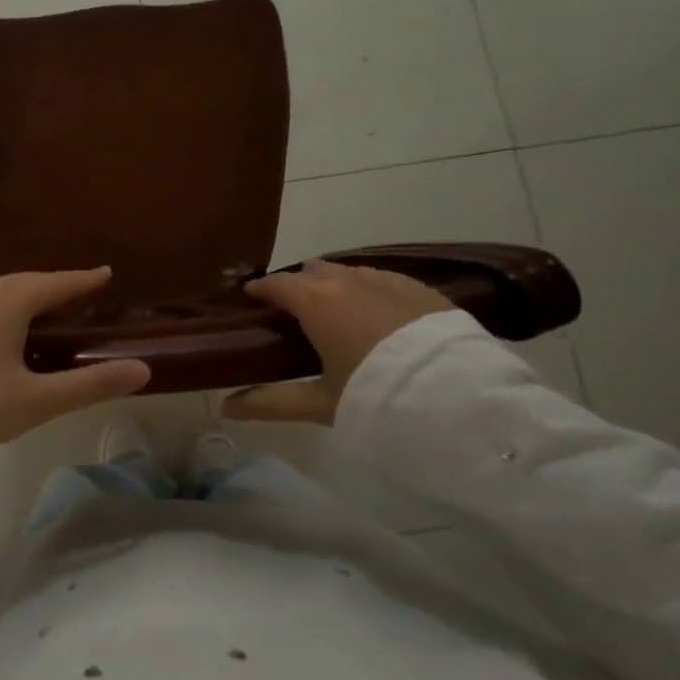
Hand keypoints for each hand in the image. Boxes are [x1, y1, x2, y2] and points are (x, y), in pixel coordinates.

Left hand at [0, 267, 150, 451]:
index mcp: (8, 300)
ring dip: (28, 297)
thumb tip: (142, 369)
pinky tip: (4, 329)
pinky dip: (4, 308)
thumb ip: (90, 384)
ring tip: (48, 312)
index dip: (86, 280)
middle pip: (29, 282)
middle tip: (83, 296)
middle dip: (57, 287)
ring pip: (2, 291)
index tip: (107, 273)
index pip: (58, 283)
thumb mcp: (36, 400)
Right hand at [223, 259, 452, 425]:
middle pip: (312, 271)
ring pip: (349, 273)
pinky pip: (381, 279)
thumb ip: (269, 402)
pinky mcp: (419, 288)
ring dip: (334, 285)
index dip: (260, 290)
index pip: (277, 283)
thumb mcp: (318, 403)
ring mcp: (387, 279)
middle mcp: (347, 280)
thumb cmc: (373, 394)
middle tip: (293, 311)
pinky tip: (374, 313)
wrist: (453, 394)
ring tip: (334, 311)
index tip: (252, 298)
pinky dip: (367, 290)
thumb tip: (226, 408)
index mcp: (315, 301)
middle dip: (298, 284)